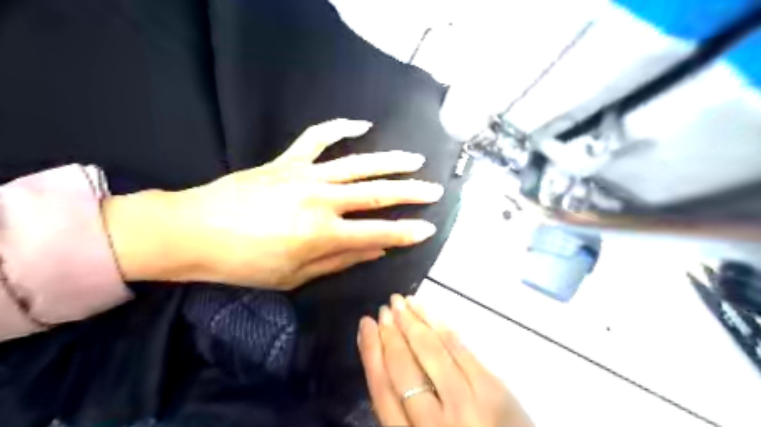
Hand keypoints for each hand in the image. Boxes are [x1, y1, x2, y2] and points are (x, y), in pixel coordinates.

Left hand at [104, 119, 442, 288]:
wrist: (193, 231)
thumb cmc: (244, 263)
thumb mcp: (295, 275)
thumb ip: (340, 259)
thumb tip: (376, 249)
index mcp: (323, 234)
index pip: (379, 232)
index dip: (407, 232)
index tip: (429, 228)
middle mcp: (322, 200)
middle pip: (377, 195)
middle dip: (411, 193)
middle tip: (435, 191)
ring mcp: (305, 175)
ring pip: (358, 164)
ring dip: (390, 162)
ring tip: (414, 160)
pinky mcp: (288, 161)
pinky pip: (317, 137)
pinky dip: (339, 128)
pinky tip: (361, 125)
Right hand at [358, 294, 529, 425]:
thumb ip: (401, 408)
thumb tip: (382, 356)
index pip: (382, 390)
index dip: (371, 352)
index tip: (365, 325)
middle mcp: (434, 423)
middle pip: (404, 368)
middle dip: (391, 333)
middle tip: (385, 308)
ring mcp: (466, 403)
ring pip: (431, 352)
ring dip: (414, 322)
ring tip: (403, 302)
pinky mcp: (491, 388)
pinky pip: (459, 348)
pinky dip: (441, 327)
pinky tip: (429, 312)